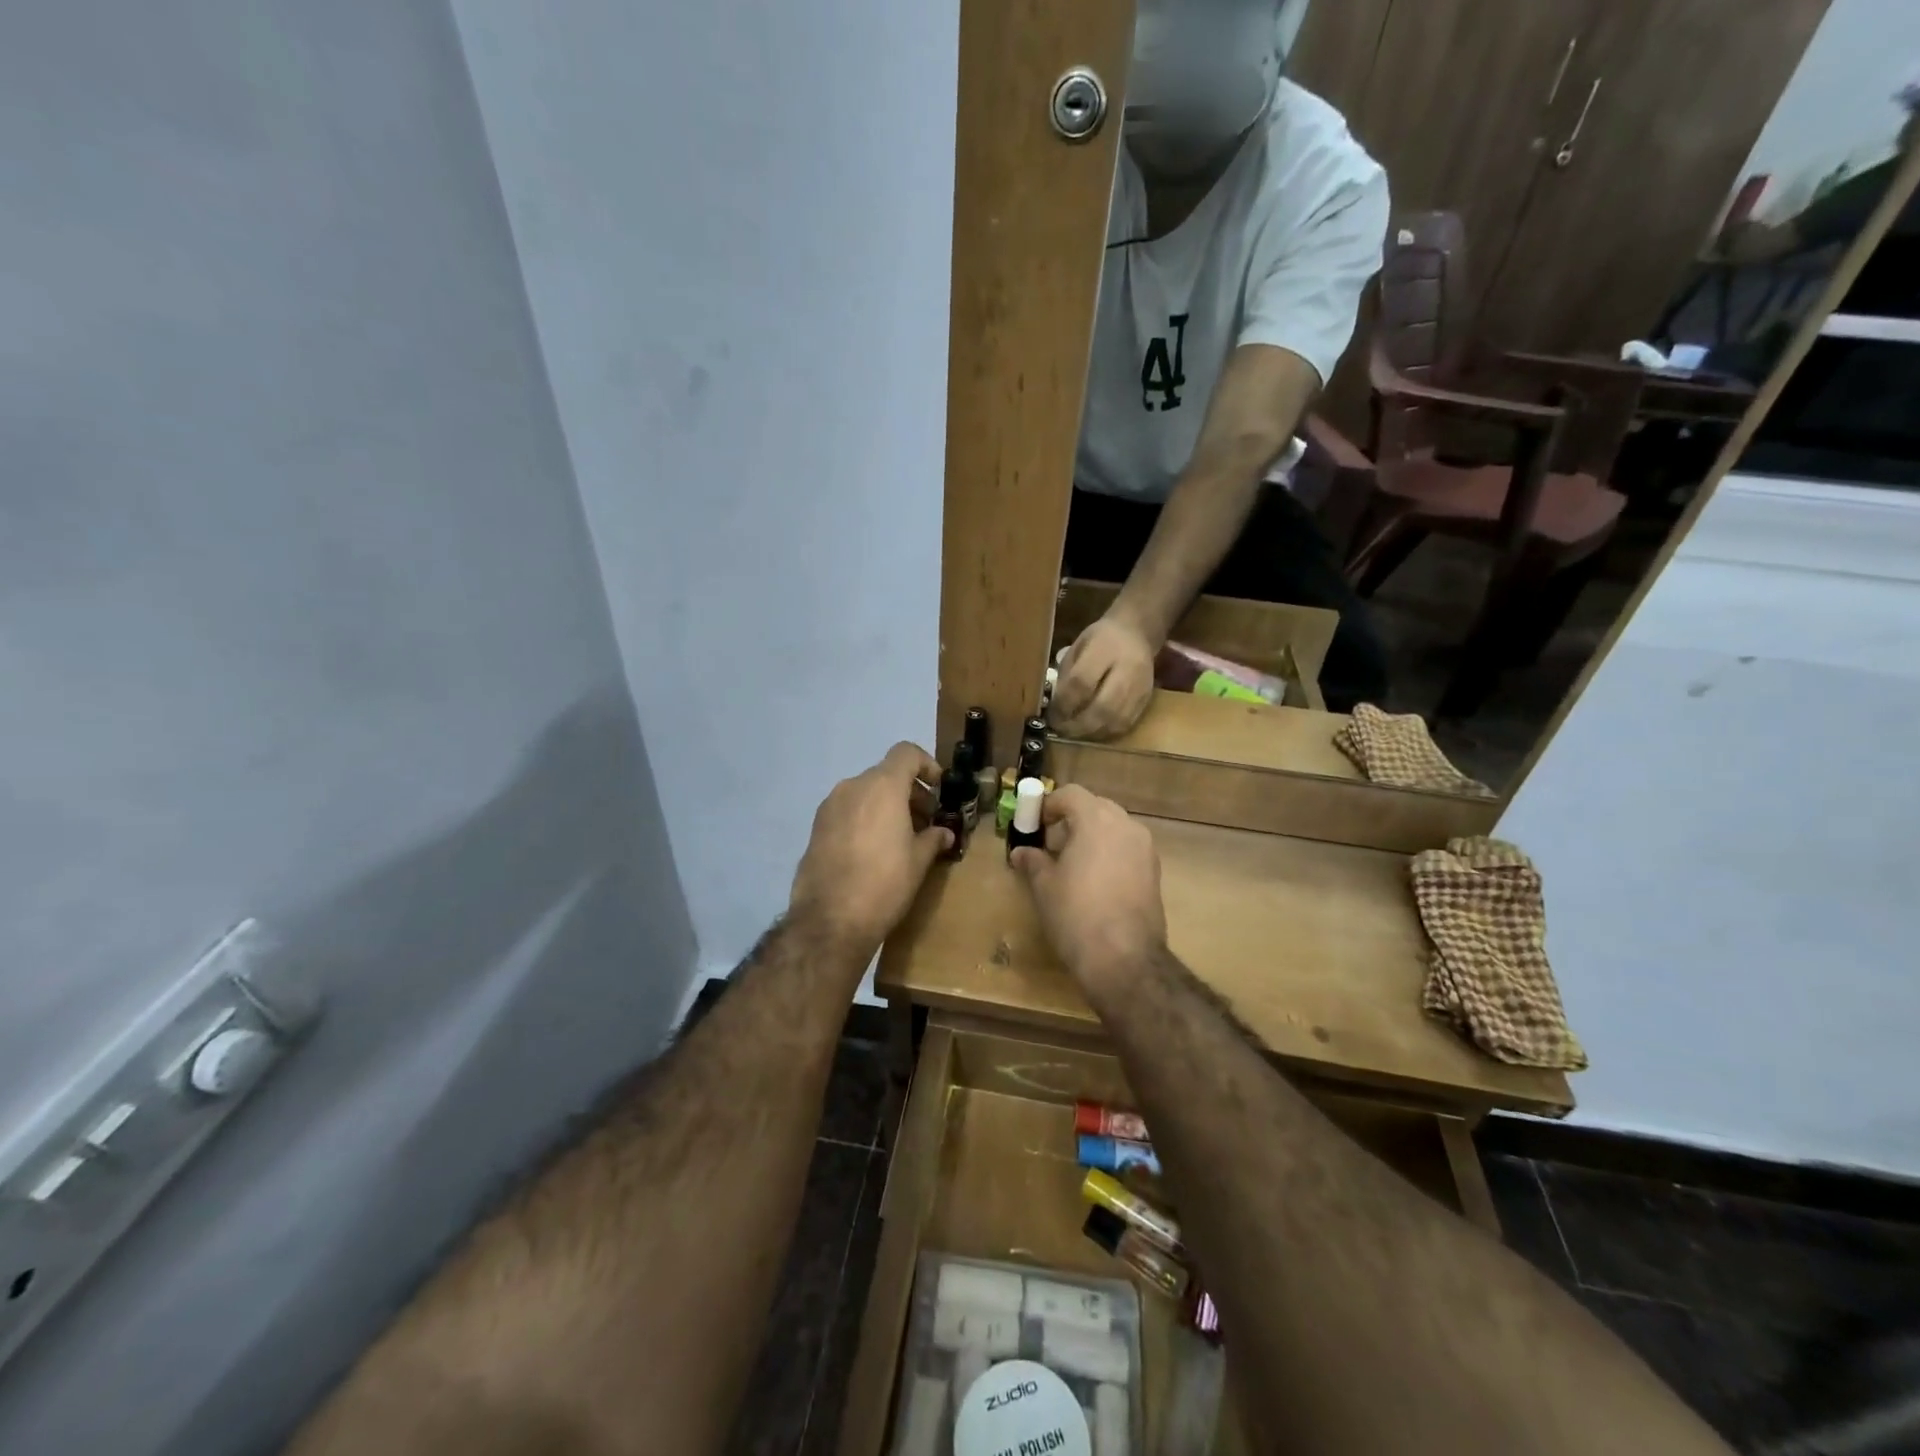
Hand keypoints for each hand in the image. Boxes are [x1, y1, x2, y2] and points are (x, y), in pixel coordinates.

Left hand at [789, 742, 952, 963]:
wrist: (830, 920)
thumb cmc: (884, 883)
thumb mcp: (918, 861)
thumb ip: (933, 838)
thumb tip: (943, 833)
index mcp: (882, 787)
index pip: (906, 753)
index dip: (927, 765)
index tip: (939, 790)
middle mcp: (852, 787)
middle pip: (886, 774)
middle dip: (909, 792)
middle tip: (926, 821)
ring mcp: (829, 807)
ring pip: (865, 793)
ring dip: (886, 806)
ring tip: (901, 838)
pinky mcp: (816, 828)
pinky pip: (848, 811)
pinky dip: (865, 819)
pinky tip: (874, 850)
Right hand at [1009, 785, 1166, 999]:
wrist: (1124, 958)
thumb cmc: (1075, 914)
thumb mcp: (1045, 886)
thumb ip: (1033, 862)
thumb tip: (1021, 853)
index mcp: (1097, 820)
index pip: (1071, 794)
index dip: (1049, 805)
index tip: (1035, 824)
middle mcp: (1126, 826)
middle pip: (1096, 807)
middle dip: (1073, 819)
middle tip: (1052, 844)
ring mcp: (1145, 849)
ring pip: (1115, 828)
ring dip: (1093, 836)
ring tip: (1073, 864)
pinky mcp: (1155, 873)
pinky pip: (1128, 849)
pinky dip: (1110, 854)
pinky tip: (1095, 882)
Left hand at [1053, 613, 1157, 739]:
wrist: (1137, 633)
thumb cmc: (1100, 639)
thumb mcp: (1077, 647)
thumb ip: (1067, 674)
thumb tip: (1056, 707)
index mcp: (1105, 648)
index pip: (1082, 682)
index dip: (1064, 704)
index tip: (1051, 715)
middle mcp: (1127, 669)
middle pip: (1102, 707)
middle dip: (1077, 724)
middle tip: (1060, 729)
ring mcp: (1140, 687)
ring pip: (1116, 721)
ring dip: (1091, 732)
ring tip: (1073, 733)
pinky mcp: (1146, 700)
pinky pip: (1126, 725)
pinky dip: (1106, 733)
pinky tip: (1092, 731)